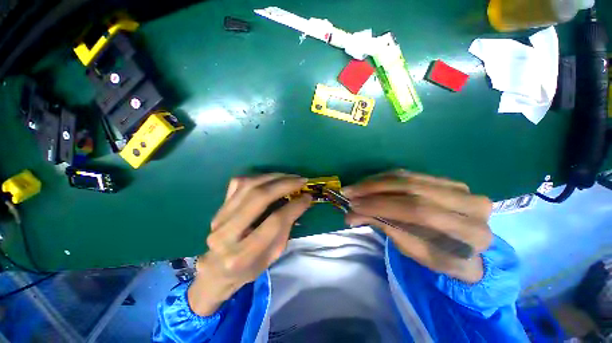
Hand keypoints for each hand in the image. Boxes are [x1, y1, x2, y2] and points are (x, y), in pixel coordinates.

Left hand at [188, 174, 311, 315]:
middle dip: (285, 184)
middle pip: (259, 197)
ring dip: (273, 177)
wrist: (217, 269)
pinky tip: (272, 178)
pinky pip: (239, 183)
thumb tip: (300, 201)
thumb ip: (286, 228)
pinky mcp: (219, 207)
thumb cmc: (250, 267)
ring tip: (290, 176)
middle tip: (301, 180)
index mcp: (243, 255)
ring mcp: (219, 217)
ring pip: (249, 185)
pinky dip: (259, 177)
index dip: (294, 206)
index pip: (275, 221)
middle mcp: (227, 234)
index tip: (307, 197)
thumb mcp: (273, 255)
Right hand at [342, 170, 492, 282]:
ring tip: (354, 187)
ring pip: (408, 177)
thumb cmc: (440, 256)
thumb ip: (385, 228)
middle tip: (349, 193)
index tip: (354, 207)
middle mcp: (470, 203)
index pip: (419, 212)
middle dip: (374, 189)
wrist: (465, 245)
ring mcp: (459, 187)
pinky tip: (368, 183)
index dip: (382, 206)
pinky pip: (409, 174)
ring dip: (375, 181)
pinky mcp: (445, 180)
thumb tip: (351, 215)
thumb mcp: (414, 251)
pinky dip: (384, 178)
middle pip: (412, 189)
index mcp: (470, 232)